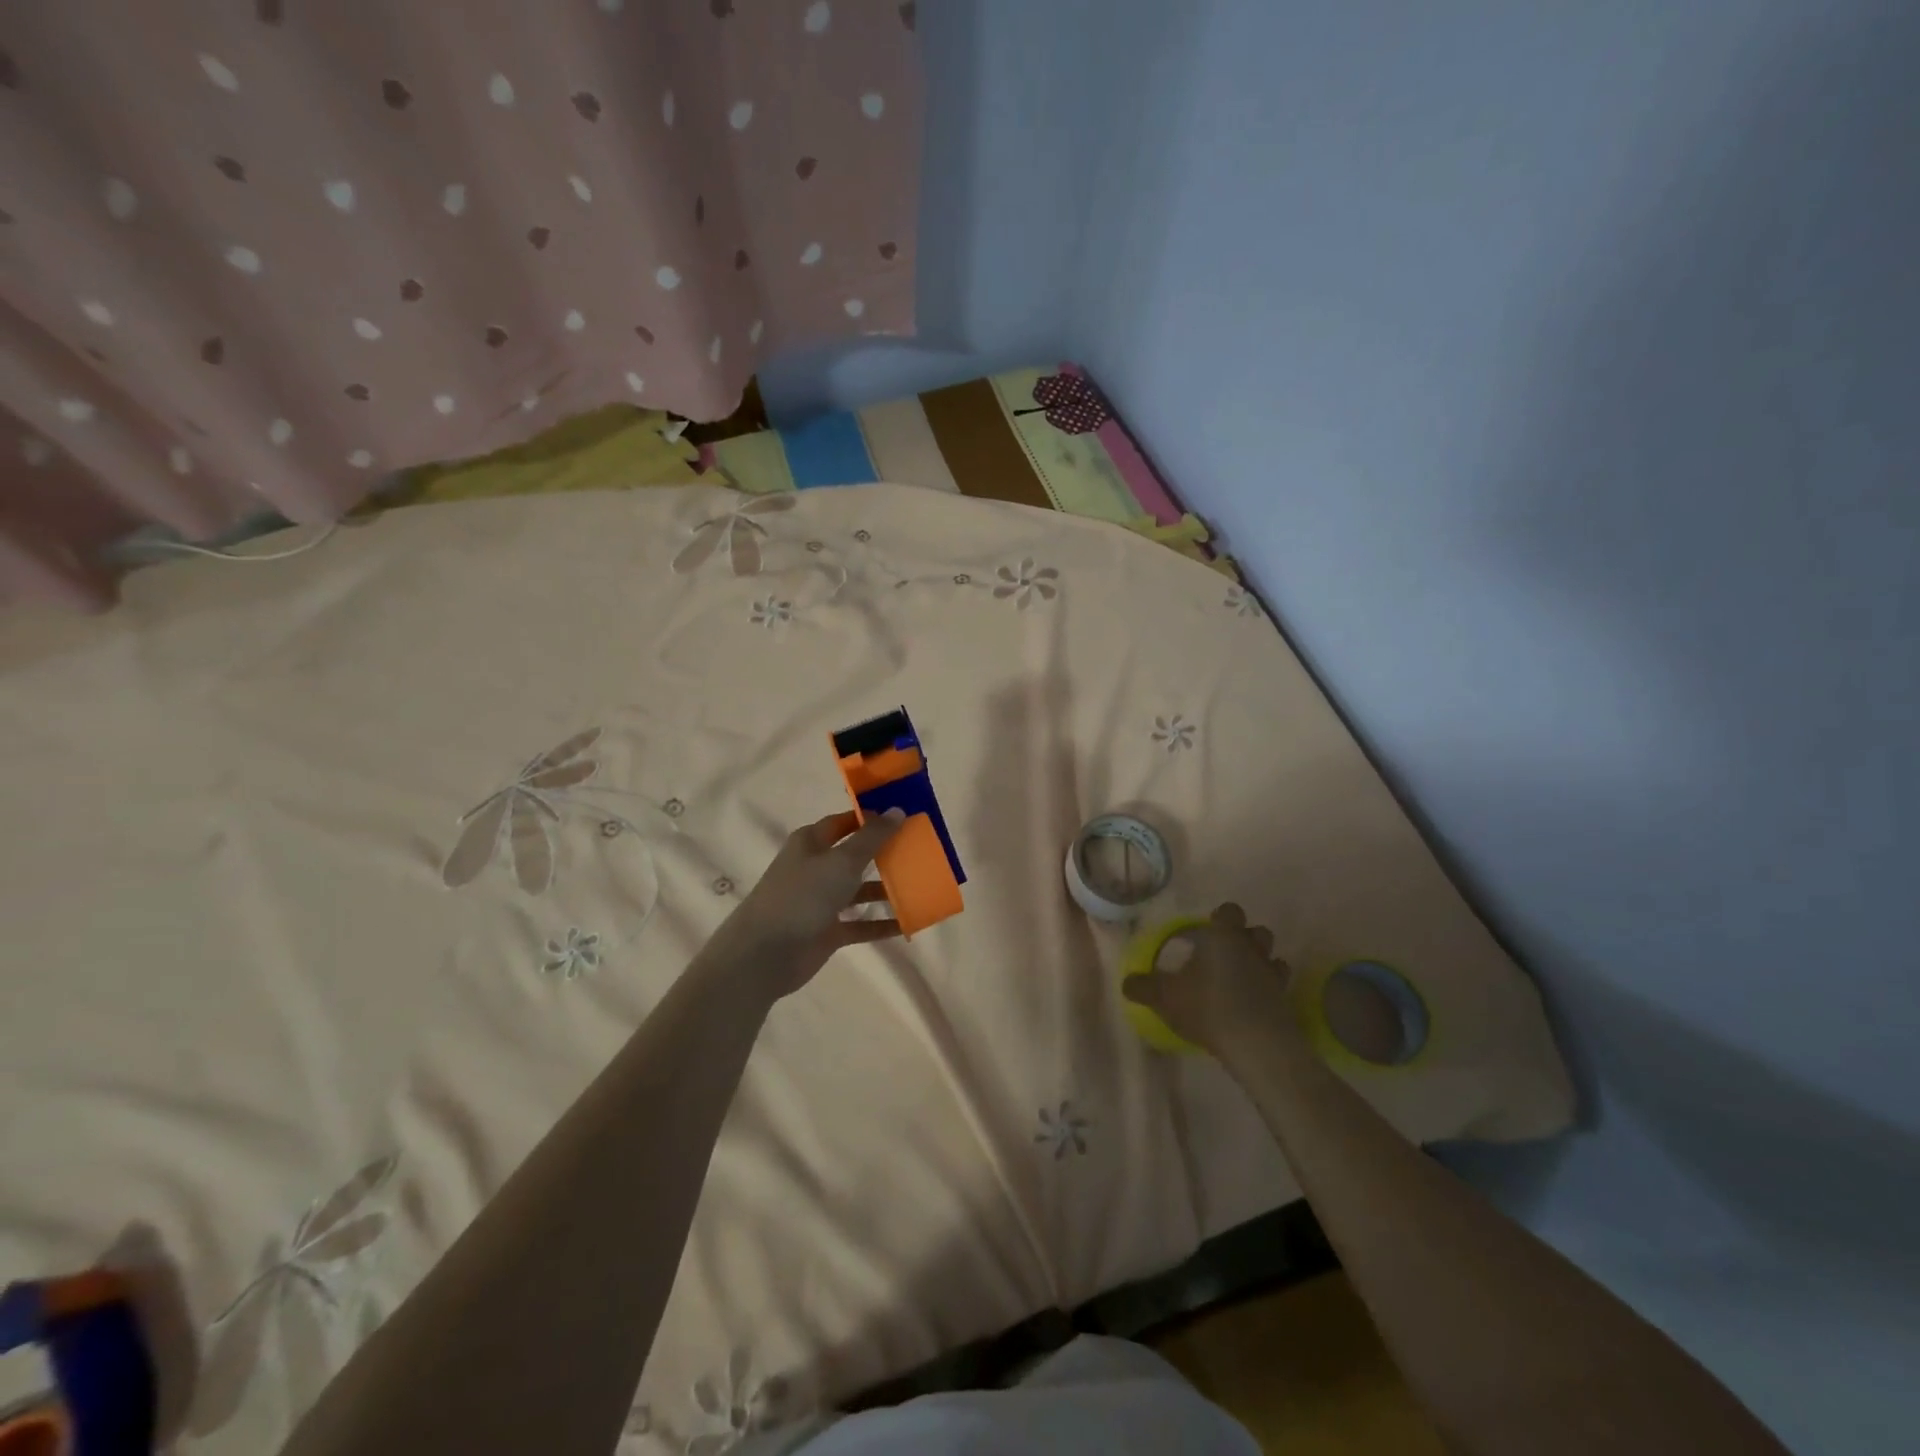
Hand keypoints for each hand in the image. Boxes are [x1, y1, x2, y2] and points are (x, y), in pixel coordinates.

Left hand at [713, 809, 907, 997]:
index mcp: (812, 842)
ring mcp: (821, 900)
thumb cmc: (802, 896)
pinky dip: (881, 923)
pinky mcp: (827, 931)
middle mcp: (816, 867)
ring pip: (859, 890)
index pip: (847, 822)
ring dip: (886, 890)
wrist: (765, 954)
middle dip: (885, 854)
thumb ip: (872, 837)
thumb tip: (897, 810)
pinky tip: (908, 924)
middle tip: (920, 851)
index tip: (905, 817)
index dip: (873, 818)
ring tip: (920, 887)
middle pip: (855, 855)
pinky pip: (860, 924)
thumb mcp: (841, 861)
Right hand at [1122, 903, 1305, 1061]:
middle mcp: (1251, 948)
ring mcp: (1272, 974)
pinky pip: (1278, 985)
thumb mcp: (1164, 997)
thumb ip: (1144, 987)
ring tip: (1241, 977)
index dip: (1219, 918)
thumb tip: (1127, 982)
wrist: (1256, 1044)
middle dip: (1244, 938)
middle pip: (1257, 931)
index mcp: (1223, 937)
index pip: (1229, 911)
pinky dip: (1269, 989)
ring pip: (1272, 956)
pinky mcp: (1285, 1000)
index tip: (1206, 932)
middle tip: (1223, 955)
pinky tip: (1255, 1002)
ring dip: (1260, 961)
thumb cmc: (1207, 1007)